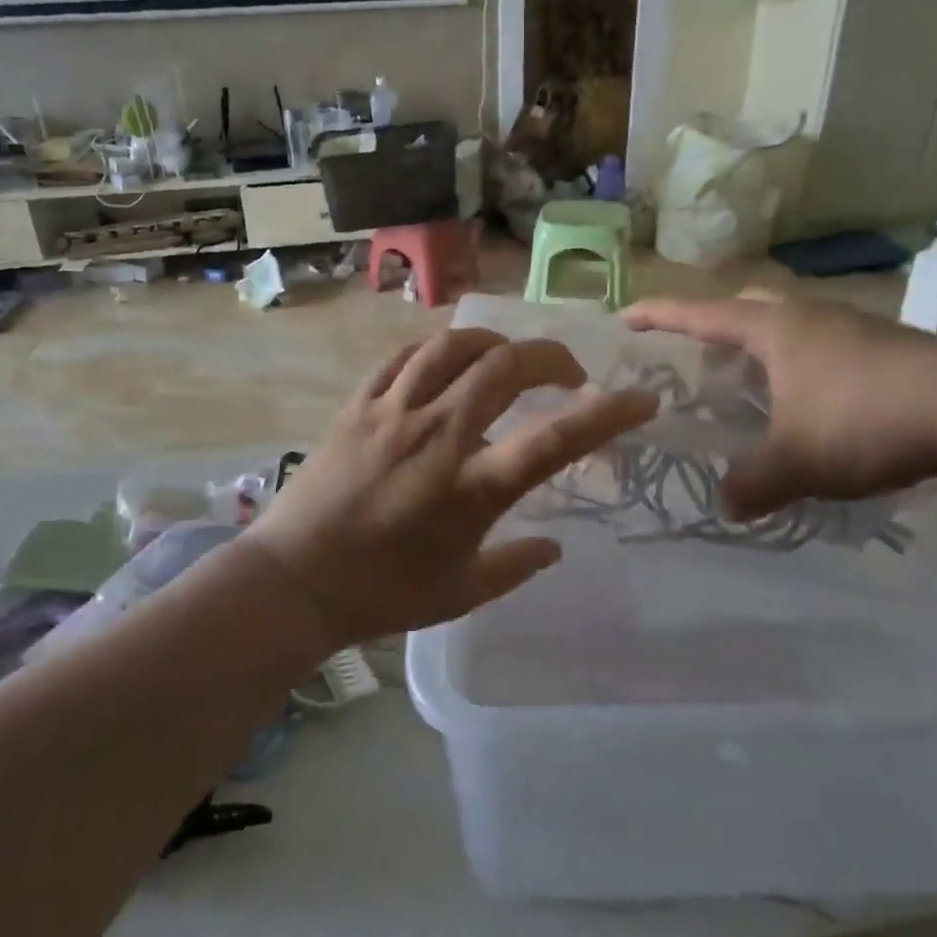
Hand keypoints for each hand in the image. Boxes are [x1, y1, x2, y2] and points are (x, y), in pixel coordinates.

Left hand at [245, 329, 658, 644]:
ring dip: (494, 343)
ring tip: (508, 359)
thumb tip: (555, 548)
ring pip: (453, 346)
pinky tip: (447, 364)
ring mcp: (393, 413)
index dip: (607, 414)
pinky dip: (438, 351)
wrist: (294, 580)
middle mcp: (438, 436)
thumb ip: (516, 567)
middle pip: (505, 367)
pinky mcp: (358, 405)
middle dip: (551, 356)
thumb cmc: (382, 594)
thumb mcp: (461, 593)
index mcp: (471, 489)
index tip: (642, 398)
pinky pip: (404, 357)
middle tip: (567, 372)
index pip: (555, 439)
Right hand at [623, 292, 936, 518]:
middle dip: (717, 324)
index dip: (659, 315)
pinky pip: (825, 347)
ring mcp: (854, 327)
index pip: (700, 314)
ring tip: (752, 385)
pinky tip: (812, 403)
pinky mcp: (889, 347)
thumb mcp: (798, 461)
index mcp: (774, 329)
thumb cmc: (866, 419)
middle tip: (699, 354)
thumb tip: (725, 506)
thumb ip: (753, 483)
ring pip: (791, 325)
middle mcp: (809, 316)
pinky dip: (803, 367)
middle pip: (748, 305)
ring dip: (764, 347)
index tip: (626, 317)